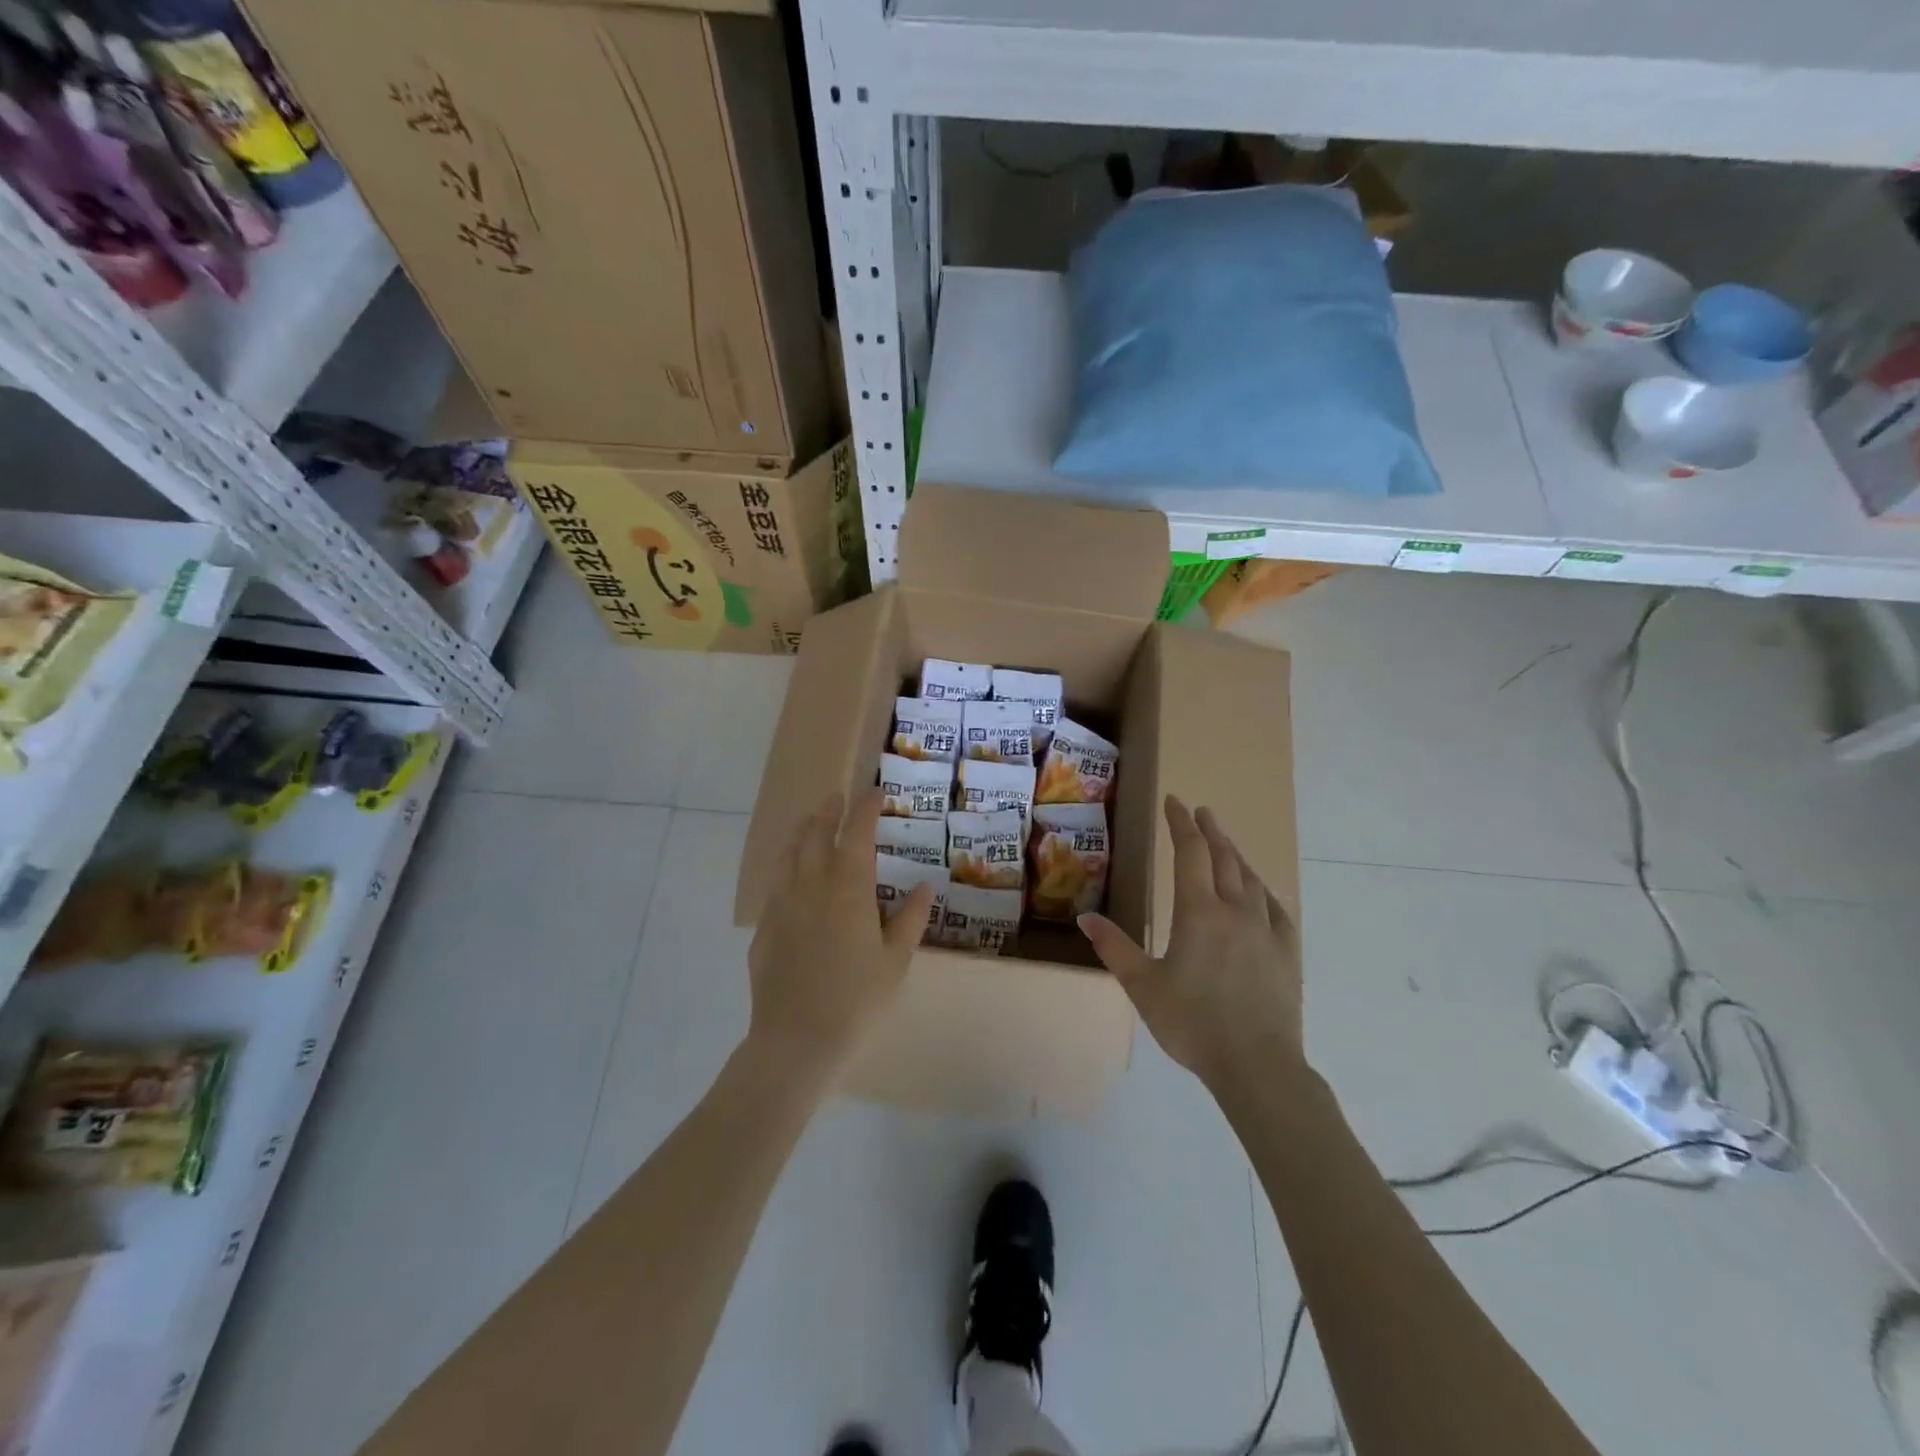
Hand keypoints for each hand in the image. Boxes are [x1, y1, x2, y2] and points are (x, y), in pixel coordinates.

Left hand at [747, 789, 933, 1074]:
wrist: (797, 1041)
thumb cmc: (857, 1000)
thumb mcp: (895, 961)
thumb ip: (909, 919)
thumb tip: (924, 887)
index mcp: (848, 888)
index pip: (857, 832)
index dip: (866, 808)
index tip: (875, 793)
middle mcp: (811, 885)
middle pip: (816, 834)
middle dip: (829, 811)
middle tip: (838, 799)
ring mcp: (781, 905)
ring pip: (788, 854)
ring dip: (802, 832)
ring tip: (810, 823)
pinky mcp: (763, 928)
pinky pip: (775, 884)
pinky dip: (787, 867)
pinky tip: (792, 878)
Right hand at [1079, 796, 1302, 1088]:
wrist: (1257, 1066)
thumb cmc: (1193, 1024)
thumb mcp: (1143, 986)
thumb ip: (1114, 948)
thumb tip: (1084, 918)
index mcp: (1198, 912)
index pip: (1190, 853)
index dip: (1180, 824)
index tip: (1174, 802)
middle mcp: (1235, 910)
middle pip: (1223, 857)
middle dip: (1209, 831)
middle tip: (1199, 812)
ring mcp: (1267, 929)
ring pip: (1250, 878)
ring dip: (1234, 854)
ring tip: (1224, 843)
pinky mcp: (1287, 952)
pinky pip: (1275, 906)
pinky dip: (1261, 888)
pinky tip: (1258, 891)